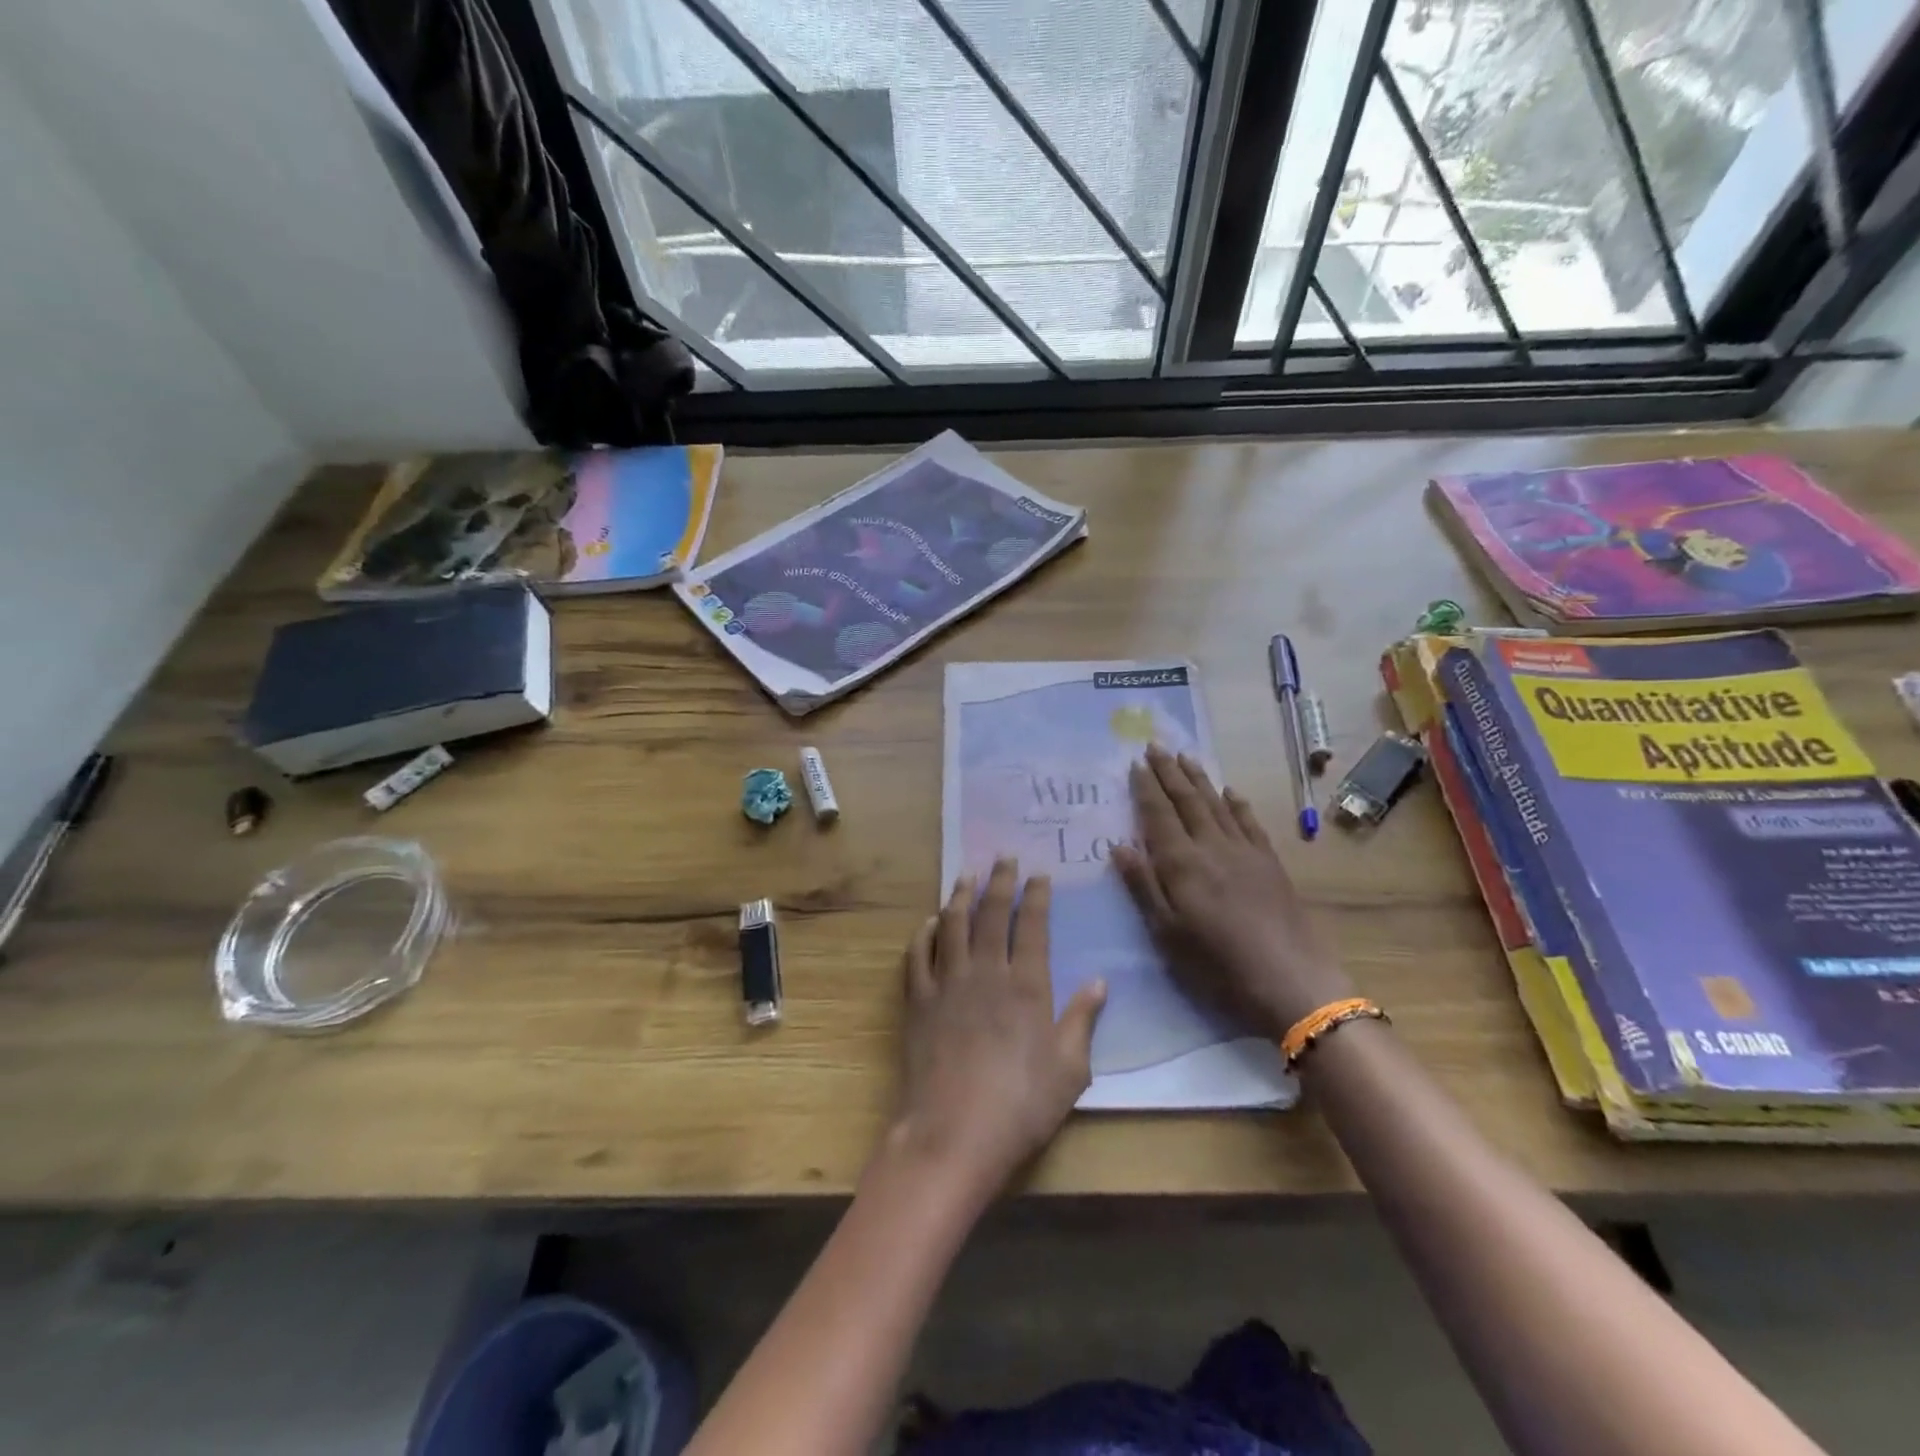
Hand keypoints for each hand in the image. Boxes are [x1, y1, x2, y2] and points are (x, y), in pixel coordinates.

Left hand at [890, 859, 1105, 1200]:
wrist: (953, 1133)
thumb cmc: (1021, 1106)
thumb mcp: (1070, 1070)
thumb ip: (1083, 1020)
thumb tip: (1099, 981)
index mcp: (1027, 986)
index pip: (1033, 926)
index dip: (1036, 896)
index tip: (1039, 874)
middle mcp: (986, 972)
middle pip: (992, 914)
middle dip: (1000, 881)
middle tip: (1004, 858)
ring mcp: (947, 983)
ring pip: (953, 925)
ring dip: (961, 896)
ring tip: (967, 875)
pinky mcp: (917, 1001)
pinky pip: (918, 955)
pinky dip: (924, 933)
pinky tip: (930, 922)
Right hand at [1112, 744, 1352, 1039]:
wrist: (1290, 980)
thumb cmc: (1216, 964)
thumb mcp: (1167, 933)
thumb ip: (1143, 886)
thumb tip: (1120, 846)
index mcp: (1182, 863)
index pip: (1159, 815)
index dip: (1146, 788)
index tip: (1136, 763)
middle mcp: (1212, 846)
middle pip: (1187, 800)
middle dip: (1169, 772)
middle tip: (1156, 746)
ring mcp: (1245, 851)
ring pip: (1217, 804)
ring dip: (1199, 779)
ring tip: (1186, 757)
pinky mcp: (1270, 863)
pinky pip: (1249, 822)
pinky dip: (1237, 803)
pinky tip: (1230, 792)